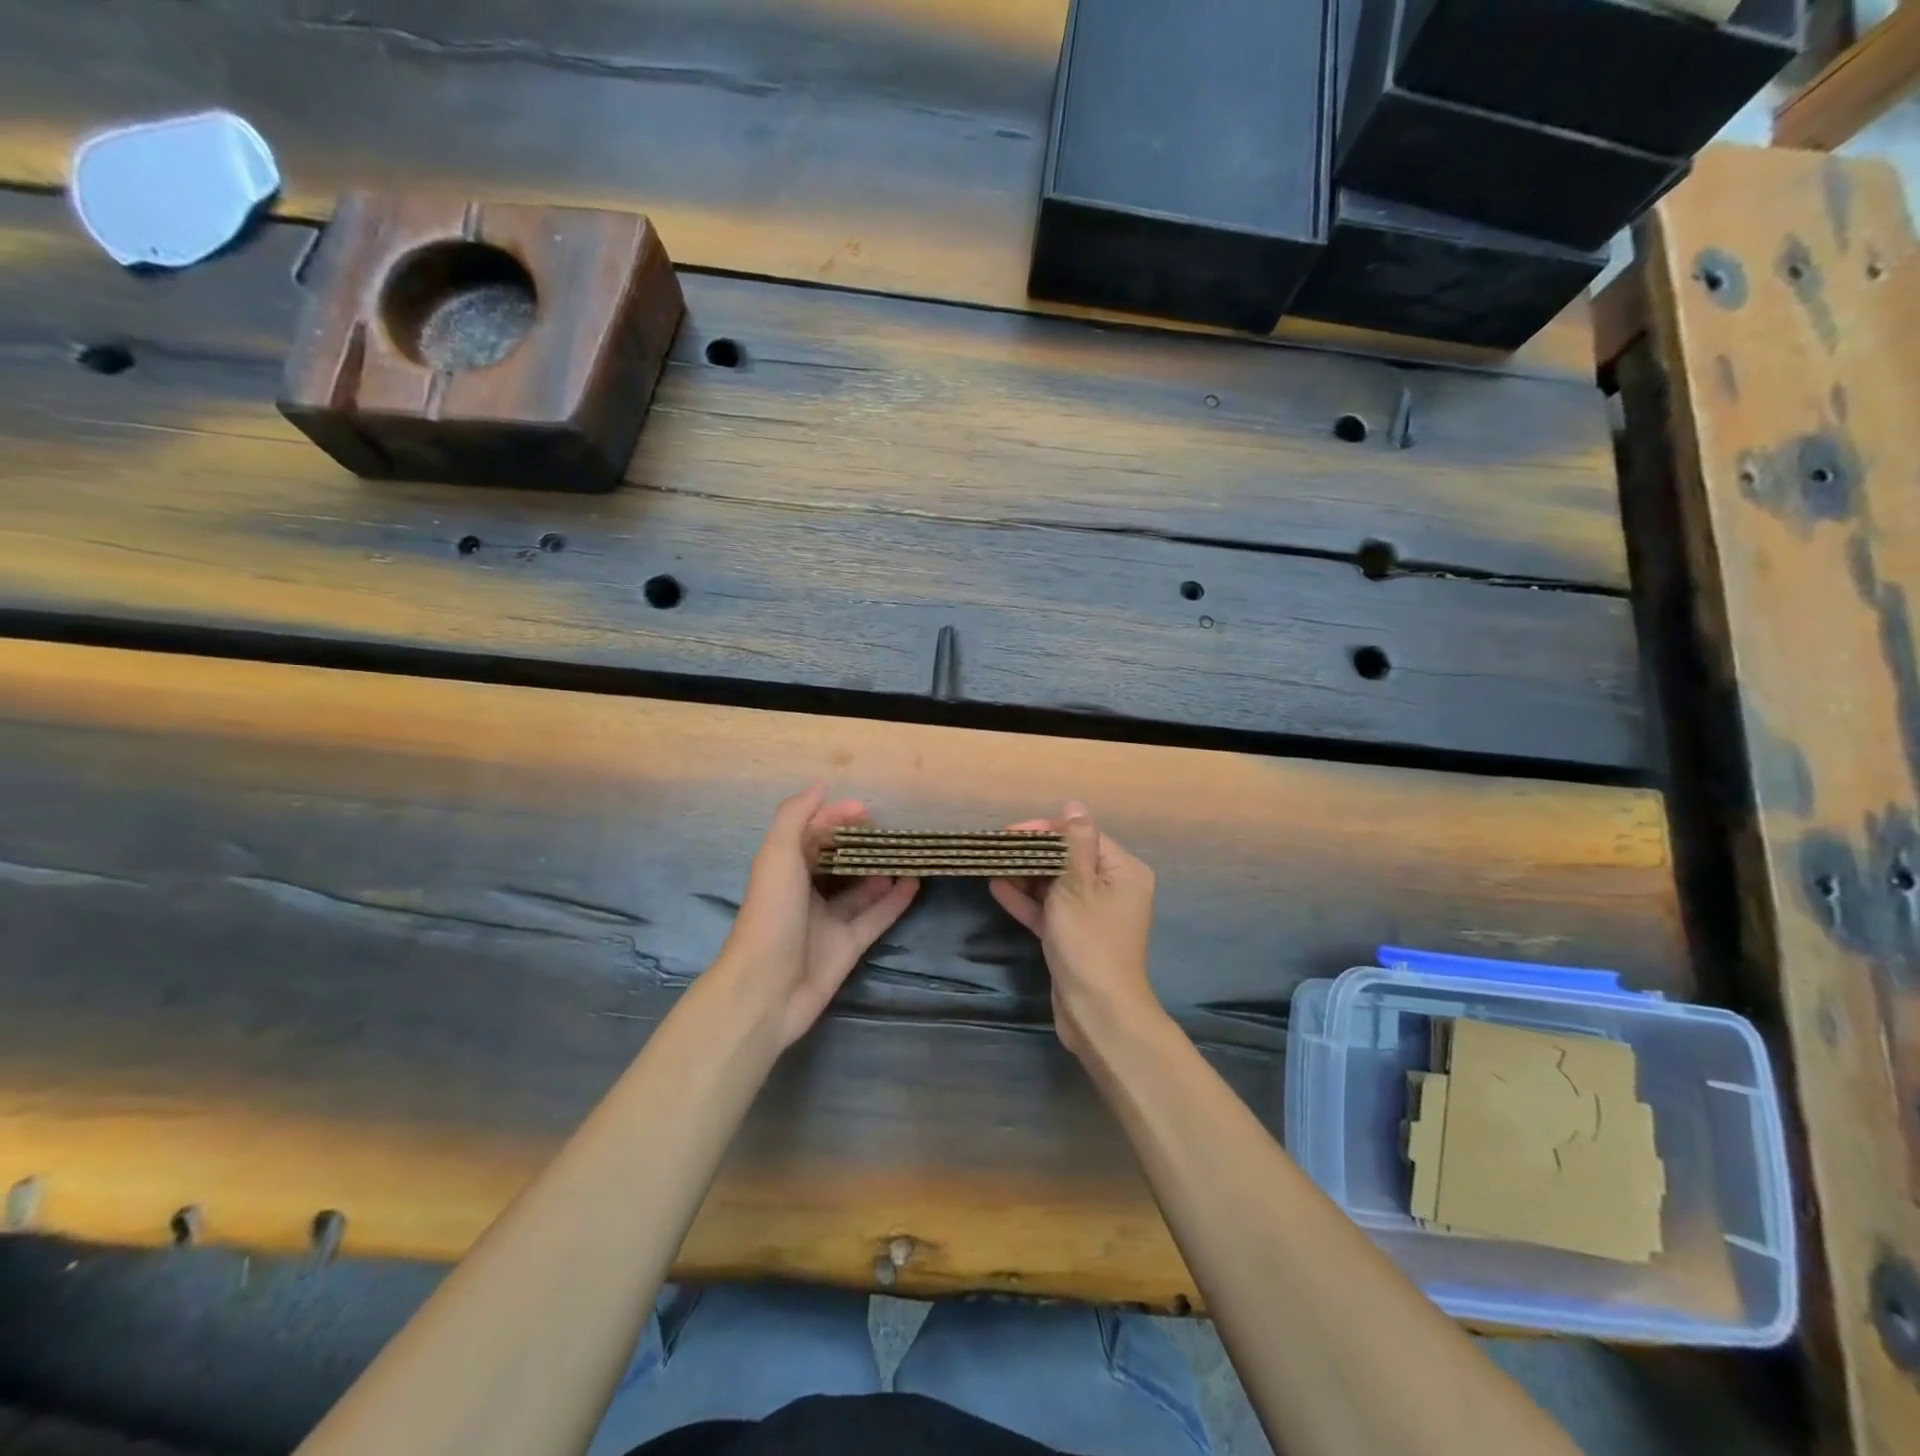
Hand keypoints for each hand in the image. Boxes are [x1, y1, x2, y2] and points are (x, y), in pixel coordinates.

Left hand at [717, 785, 918, 1049]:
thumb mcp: (777, 857)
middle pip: (838, 861)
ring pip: (861, 890)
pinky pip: (876, 917)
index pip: (812, 834)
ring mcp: (828, 921)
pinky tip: (915, 883)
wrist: (766, 991)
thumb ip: (795, 817)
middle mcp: (806, 892)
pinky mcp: (848, 946)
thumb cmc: (770, 916)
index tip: (866, 809)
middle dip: (863, 845)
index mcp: (784, 869)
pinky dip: (895, 901)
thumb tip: (821, 787)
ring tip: (910, 854)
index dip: (835, 818)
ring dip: (883, 871)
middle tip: (894, 831)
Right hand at [989, 801, 1159, 1058]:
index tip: (1011, 833)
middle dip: (1031, 854)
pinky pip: (1050, 909)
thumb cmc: (1088, 942)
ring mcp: (1093, 914)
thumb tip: (1074, 804)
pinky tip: (997, 888)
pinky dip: (1027, 900)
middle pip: (1068, 858)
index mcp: (1123, 871)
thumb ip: (1074, 843)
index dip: (1046, 831)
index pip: (1081, 836)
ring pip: (1056, 884)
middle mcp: (1113, 888)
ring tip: (990, 865)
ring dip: (1025, 876)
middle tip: (995, 849)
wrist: (1097, 1013)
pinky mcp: (1075, 935)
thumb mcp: (1077, 886)